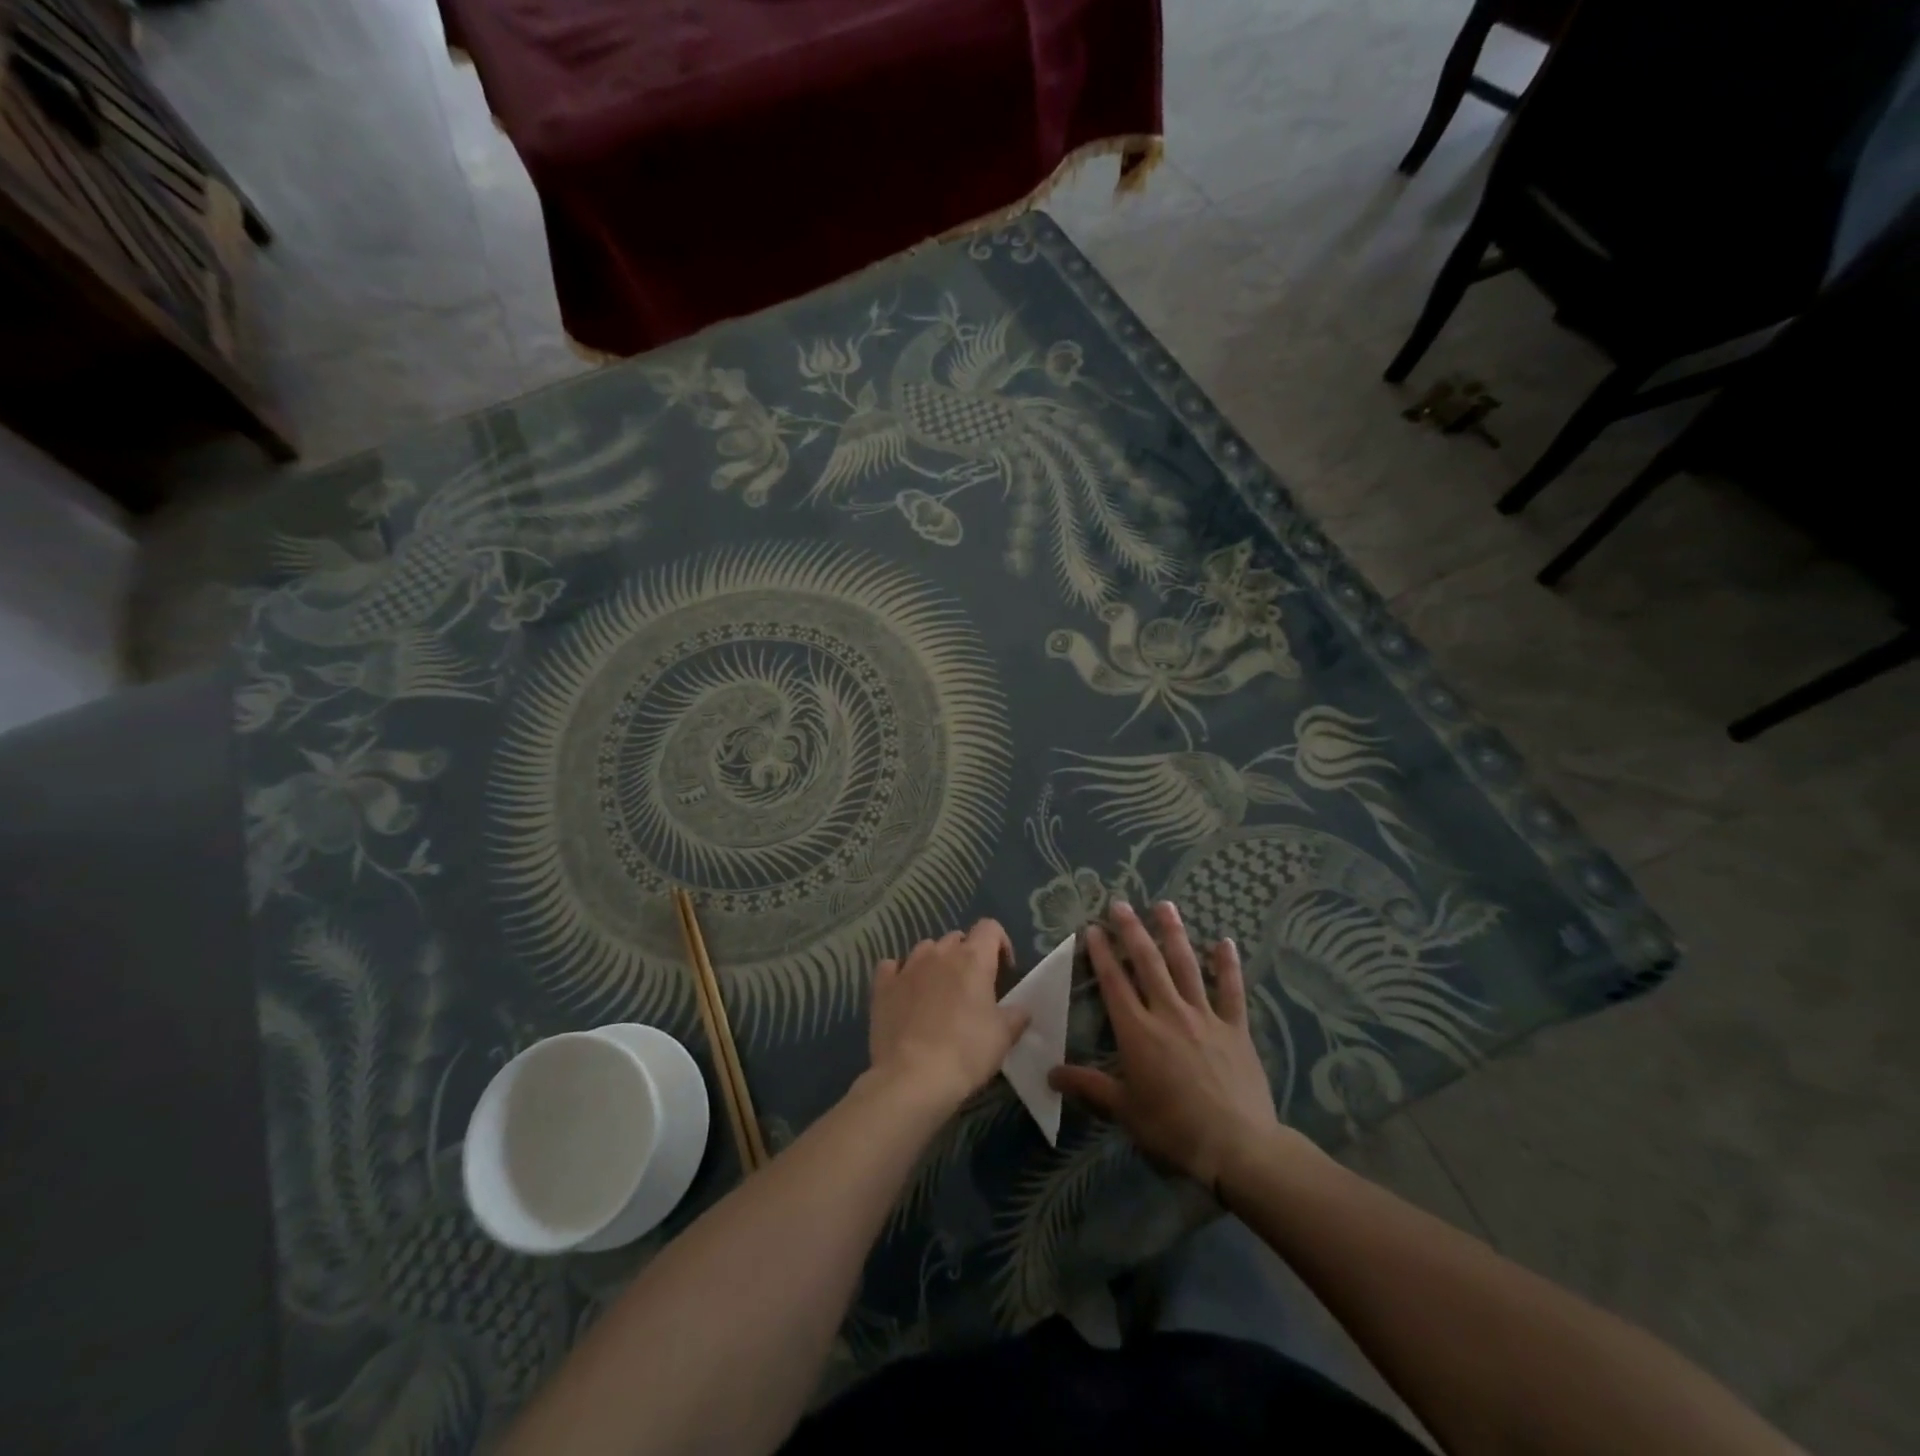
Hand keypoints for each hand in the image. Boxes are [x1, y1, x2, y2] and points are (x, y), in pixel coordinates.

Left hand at [868, 920, 1029, 1112]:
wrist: (912, 1077)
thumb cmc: (966, 1052)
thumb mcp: (1003, 1037)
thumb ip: (1016, 1016)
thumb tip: (1021, 1009)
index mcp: (973, 959)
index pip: (990, 928)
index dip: (1000, 943)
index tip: (1004, 970)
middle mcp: (939, 954)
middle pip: (957, 939)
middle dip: (967, 955)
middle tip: (972, 987)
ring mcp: (907, 967)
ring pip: (925, 949)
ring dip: (935, 962)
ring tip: (939, 990)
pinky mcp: (882, 986)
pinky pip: (892, 967)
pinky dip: (900, 974)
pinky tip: (905, 992)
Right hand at [1050, 901, 1281, 1189]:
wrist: (1237, 1148)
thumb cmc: (1173, 1130)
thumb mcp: (1124, 1110)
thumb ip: (1089, 1086)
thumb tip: (1050, 1074)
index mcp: (1138, 1032)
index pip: (1114, 982)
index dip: (1101, 953)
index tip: (1093, 928)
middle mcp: (1169, 1013)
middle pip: (1148, 963)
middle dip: (1132, 931)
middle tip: (1121, 904)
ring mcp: (1205, 1017)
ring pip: (1186, 966)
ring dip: (1173, 934)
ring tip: (1165, 905)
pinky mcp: (1236, 1028)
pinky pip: (1232, 990)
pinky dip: (1228, 965)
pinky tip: (1225, 942)